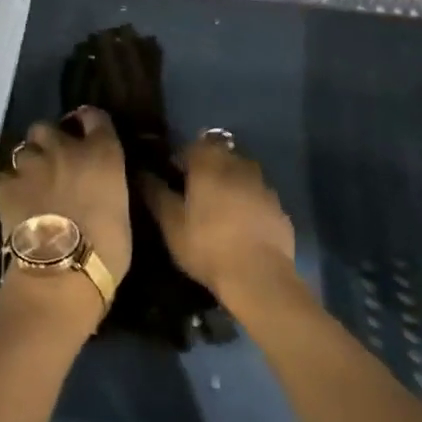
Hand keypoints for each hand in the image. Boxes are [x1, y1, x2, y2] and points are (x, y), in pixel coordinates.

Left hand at [0, 106, 132, 294]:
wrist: (61, 273)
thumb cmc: (107, 250)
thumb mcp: (122, 209)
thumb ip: (107, 185)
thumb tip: (98, 186)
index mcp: (102, 153)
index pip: (95, 116)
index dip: (88, 122)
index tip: (86, 133)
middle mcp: (65, 148)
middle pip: (48, 126)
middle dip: (49, 141)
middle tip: (54, 163)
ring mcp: (32, 164)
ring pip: (24, 149)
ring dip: (29, 163)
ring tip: (32, 184)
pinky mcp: (6, 184)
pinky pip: (5, 176)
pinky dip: (10, 186)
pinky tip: (14, 202)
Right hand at [142, 132, 296, 308]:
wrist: (259, 277)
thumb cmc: (207, 246)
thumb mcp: (171, 223)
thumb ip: (155, 193)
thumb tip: (141, 173)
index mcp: (210, 163)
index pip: (192, 144)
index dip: (180, 157)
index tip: (172, 176)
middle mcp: (239, 165)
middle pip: (220, 153)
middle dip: (207, 166)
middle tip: (194, 191)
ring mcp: (263, 185)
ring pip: (242, 172)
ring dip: (229, 181)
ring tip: (218, 206)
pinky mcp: (279, 208)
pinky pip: (258, 194)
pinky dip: (248, 201)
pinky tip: (241, 224)